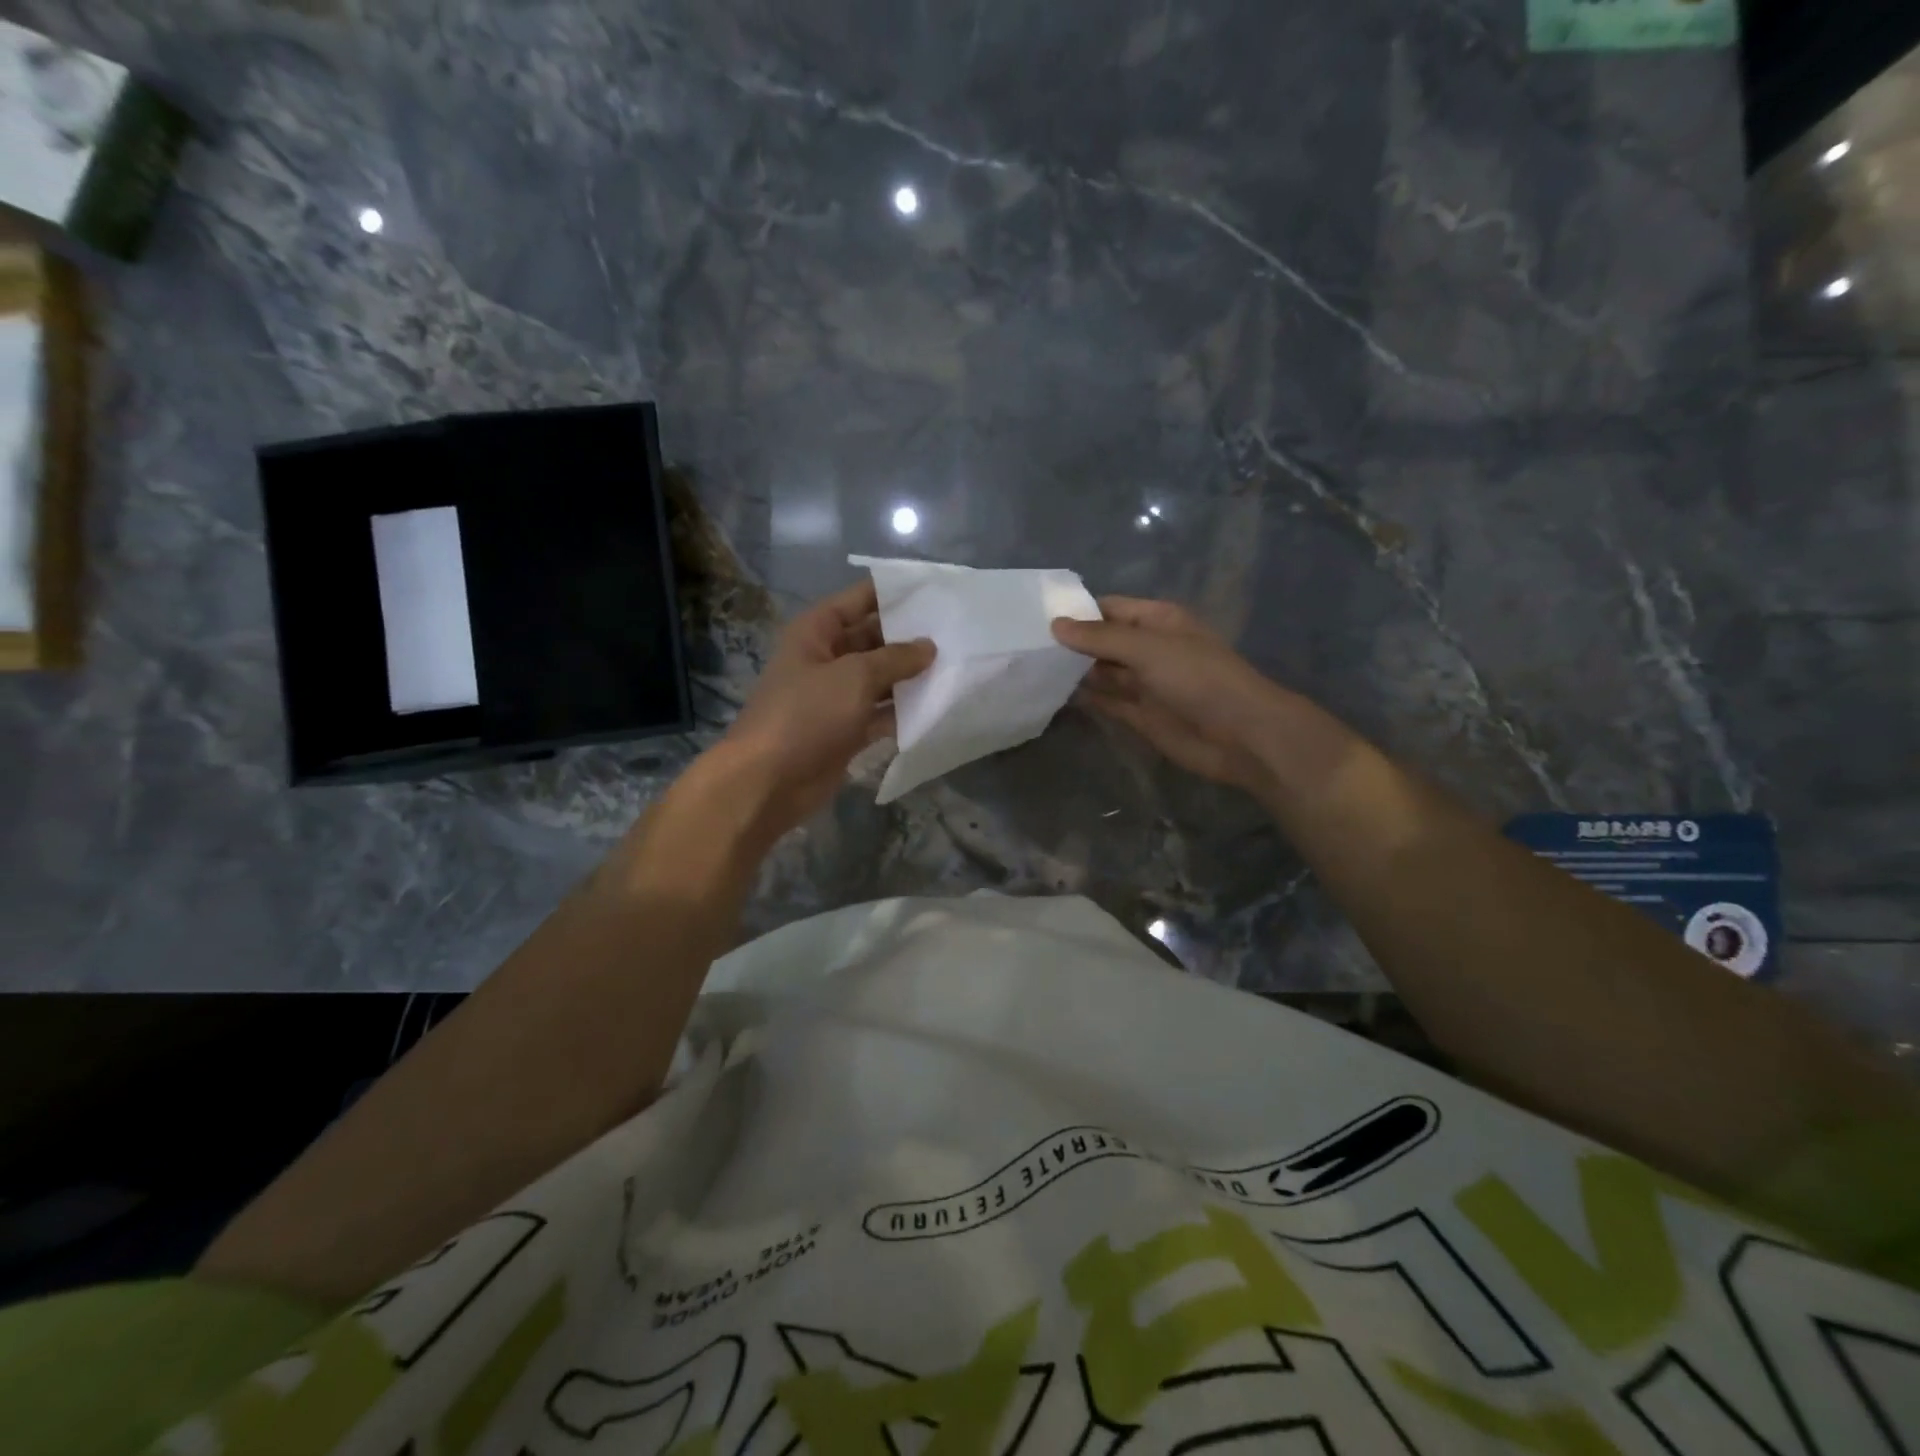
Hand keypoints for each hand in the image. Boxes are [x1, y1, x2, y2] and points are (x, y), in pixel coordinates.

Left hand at [721, 579, 934, 837]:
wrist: (769, 781)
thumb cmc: (807, 714)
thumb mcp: (854, 676)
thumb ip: (896, 658)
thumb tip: (929, 646)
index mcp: (817, 631)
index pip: (859, 599)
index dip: (894, 593)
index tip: (936, 591)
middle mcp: (826, 658)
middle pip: (874, 639)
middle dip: (910, 638)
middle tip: (957, 633)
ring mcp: (836, 696)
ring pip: (880, 678)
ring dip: (911, 676)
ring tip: (957, 666)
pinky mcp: (846, 730)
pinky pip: (881, 713)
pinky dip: (904, 712)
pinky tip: (938, 706)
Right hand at [1052, 597, 1299, 797]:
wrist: (1241, 736)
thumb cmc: (1199, 679)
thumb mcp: (1149, 649)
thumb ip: (1101, 638)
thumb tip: (1056, 625)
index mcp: (1156, 621)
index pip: (1108, 609)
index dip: (1076, 612)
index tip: (1033, 618)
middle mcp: (1148, 649)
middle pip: (1101, 642)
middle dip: (1069, 644)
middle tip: (1021, 646)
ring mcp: (1143, 683)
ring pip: (1100, 673)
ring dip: (1072, 672)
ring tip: (1028, 669)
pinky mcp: (1139, 715)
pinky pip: (1105, 702)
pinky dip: (1083, 699)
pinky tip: (1051, 695)